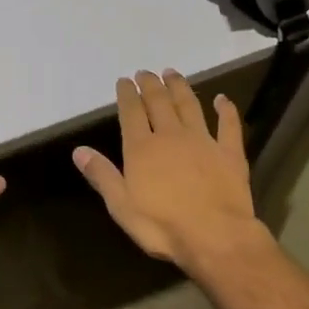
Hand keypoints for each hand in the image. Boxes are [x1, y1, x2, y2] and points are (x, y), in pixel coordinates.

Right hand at [73, 70, 266, 268]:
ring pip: (190, 106)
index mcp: (142, 149)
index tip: (124, 80)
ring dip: (180, 88)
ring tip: (173, 73)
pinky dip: (226, 110)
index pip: (131, 113)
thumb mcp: (121, 205)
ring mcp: (203, 141)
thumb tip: (79, 150)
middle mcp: (171, 136)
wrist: (215, 236)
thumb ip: (101, 175)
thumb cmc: (161, 226)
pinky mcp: (230, 153)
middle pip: (159, 103)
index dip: (127, 95)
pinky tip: (223, 99)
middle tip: (145, 72)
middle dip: (151, 85)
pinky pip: (229, 125)